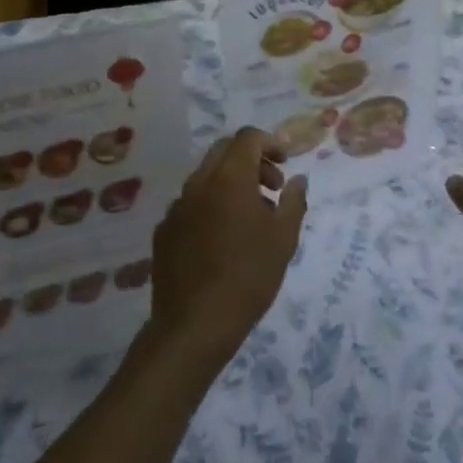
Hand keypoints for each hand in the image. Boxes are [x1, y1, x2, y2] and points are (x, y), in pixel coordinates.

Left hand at [150, 128, 307, 366]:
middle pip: (224, 150)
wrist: (195, 325)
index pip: (247, 137)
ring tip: (251, 218)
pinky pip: (191, 204)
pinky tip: (222, 240)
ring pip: (206, 177)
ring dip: (231, 183)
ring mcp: (176, 207)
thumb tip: (298, 180)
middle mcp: (198, 183)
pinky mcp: (164, 231)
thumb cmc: (248, 277)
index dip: (270, 142)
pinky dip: (210, 206)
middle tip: (272, 187)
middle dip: (251, 160)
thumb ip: (294, 201)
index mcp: (229, 178)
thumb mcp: (284, 239)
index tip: (286, 164)